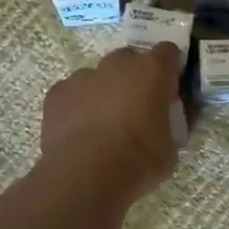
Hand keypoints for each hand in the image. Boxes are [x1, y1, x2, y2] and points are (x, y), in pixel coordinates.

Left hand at [39, 44, 181, 204]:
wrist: (85, 175)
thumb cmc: (138, 160)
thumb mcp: (171, 147)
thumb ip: (170, 125)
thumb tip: (165, 123)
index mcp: (152, 71)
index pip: (167, 52)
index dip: (168, 70)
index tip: (167, 92)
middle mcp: (118, 64)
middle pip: (129, 59)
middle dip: (134, 78)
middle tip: (136, 109)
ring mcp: (84, 76)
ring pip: (98, 76)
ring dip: (104, 92)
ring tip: (102, 125)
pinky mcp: (57, 92)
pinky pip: (72, 93)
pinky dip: (77, 106)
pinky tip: (79, 132)